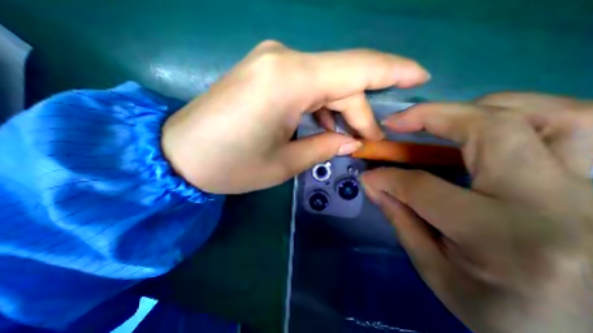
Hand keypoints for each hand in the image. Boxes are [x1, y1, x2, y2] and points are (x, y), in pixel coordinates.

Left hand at [162, 41, 431, 193]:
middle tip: (367, 141)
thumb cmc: (230, 165)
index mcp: (290, 80)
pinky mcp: (261, 74)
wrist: (180, 155)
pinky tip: (318, 127)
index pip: (358, 67)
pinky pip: (304, 85)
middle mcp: (282, 60)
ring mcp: (270, 63)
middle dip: (359, 112)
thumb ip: (324, 147)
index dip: (394, 71)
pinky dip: (318, 106)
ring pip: (323, 83)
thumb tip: (351, 142)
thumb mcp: (284, 163)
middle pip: (341, 81)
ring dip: (339, 110)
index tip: (420, 78)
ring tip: (343, 139)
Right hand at [362, 92, 591, 332]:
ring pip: (552, 115)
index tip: (369, 174)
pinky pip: (584, 126)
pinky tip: (495, 127)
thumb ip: (400, 220)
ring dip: (484, 109)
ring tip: (449, 119)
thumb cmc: (502, 313)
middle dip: (431, 117)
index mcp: (503, 239)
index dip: (388, 177)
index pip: (424, 188)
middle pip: (491, 130)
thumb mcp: (436, 271)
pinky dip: (530, 115)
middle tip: (399, 121)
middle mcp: (559, 205)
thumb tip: (373, 184)